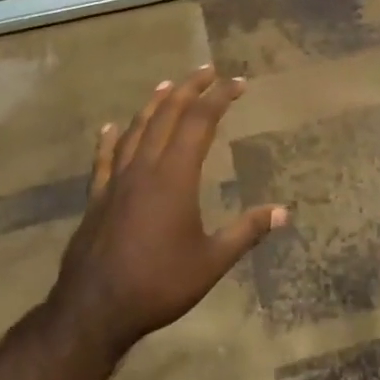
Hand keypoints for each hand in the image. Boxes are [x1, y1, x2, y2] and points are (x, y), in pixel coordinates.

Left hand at [46, 66, 285, 362]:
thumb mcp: (212, 261)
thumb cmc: (159, 284)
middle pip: (168, 115)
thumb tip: (284, 212)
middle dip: (189, 89)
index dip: (220, 98)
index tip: (237, 83)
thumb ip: (247, 232)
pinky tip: (109, 127)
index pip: (201, 122)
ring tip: (167, 85)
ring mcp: (117, 181)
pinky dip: (109, 139)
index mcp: (175, 176)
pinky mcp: (98, 198)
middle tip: (207, 70)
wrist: (95, 309)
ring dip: (154, 105)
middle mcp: (145, 168)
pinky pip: (104, 158)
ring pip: (136, 130)